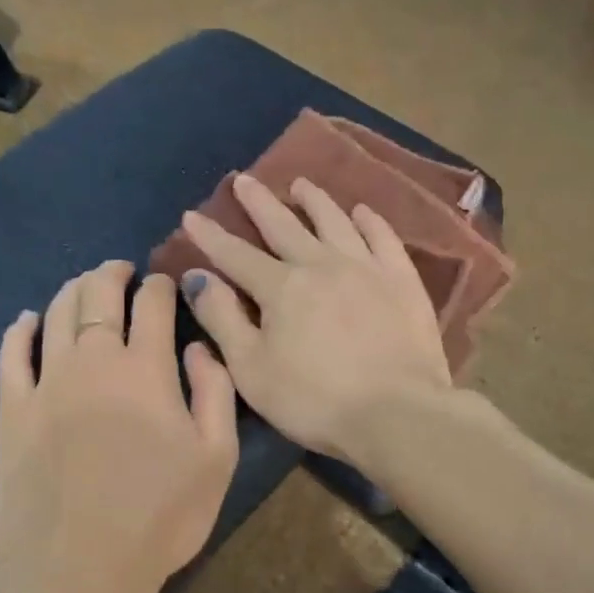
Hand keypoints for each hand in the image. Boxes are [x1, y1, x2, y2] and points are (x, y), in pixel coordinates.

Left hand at [0, 262, 238, 592]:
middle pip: (98, 295)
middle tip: (121, 270)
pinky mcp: (13, 412)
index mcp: (146, 368)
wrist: (81, 569)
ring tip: (84, 285)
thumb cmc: (162, 515)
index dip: (160, 285)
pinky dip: (20, 330)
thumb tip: (198, 346)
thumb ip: (216, 391)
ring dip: (73, 290)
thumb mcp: (217, 456)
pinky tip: (27, 320)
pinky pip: (11, 355)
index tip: (164, 281)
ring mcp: (46, 384)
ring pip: (57, 314)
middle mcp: (93, 361)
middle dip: (112, 274)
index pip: (152, 304)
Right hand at [180, 175, 451, 463]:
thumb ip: (222, 319)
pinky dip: (370, 221)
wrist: (396, 413)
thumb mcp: (251, 369)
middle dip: (259, 203)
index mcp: (281, 287)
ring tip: (301, 184)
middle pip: (284, 225)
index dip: (210, 236)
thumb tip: (196, 277)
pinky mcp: (402, 281)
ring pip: (335, 221)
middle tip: (244, 179)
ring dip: (315, 201)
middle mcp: (321, 264)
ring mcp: (366, 268)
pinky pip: (383, 238)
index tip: (191, 214)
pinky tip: (362, 211)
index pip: (236, 255)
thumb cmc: (313, 400)